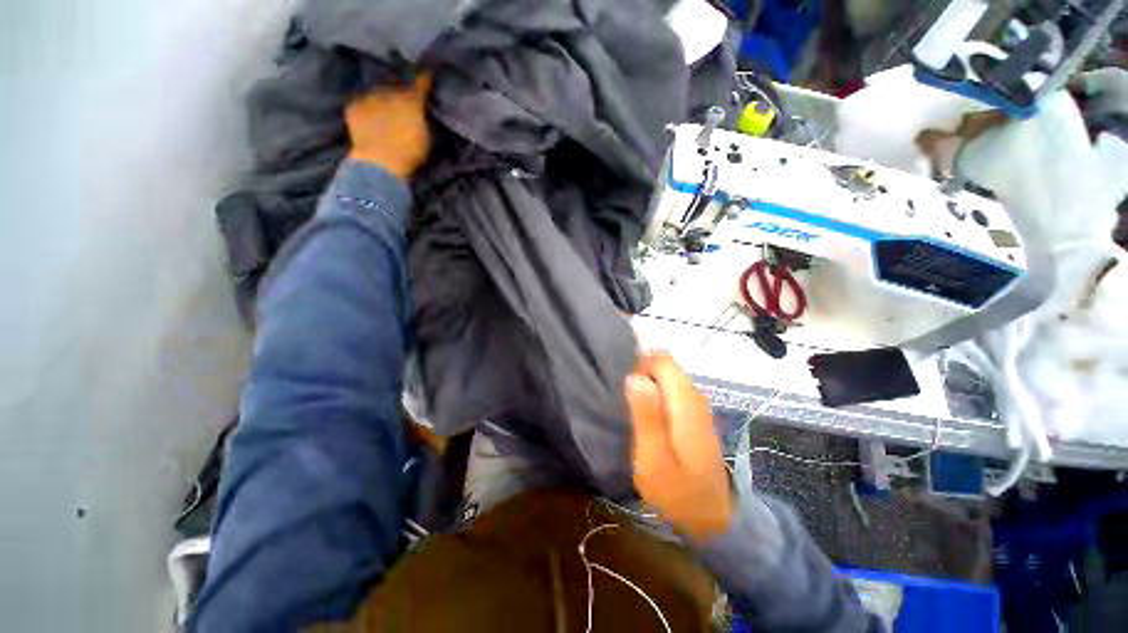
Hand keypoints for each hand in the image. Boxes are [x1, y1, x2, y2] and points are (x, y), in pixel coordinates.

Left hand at [345, 73, 432, 179]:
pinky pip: (361, 103)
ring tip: (385, 106)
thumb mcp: (425, 136)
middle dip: (400, 90)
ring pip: (377, 92)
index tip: (427, 73)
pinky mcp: (352, 108)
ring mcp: (368, 98)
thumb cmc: (409, 154)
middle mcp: (388, 92)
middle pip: (396, 86)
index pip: (419, 83)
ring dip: (382, 97)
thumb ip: (422, 117)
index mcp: (410, 100)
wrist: (379, 163)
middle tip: (403, 97)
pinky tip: (370, 116)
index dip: (424, 78)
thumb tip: (420, 107)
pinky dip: (366, 107)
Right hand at [625, 352, 732, 540]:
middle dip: (641, 370)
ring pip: (668, 374)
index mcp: (685, 403)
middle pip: (665, 364)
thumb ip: (645, 415)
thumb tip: (633, 376)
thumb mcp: (653, 458)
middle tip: (623, 397)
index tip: (622, 383)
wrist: (712, 517)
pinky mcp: (694, 413)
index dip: (639, 363)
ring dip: (647, 380)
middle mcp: (695, 396)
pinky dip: (655, 390)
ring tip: (629, 403)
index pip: (662, 360)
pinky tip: (644, 410)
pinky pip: (671, 387)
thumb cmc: (678, 491)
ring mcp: (697, 404)